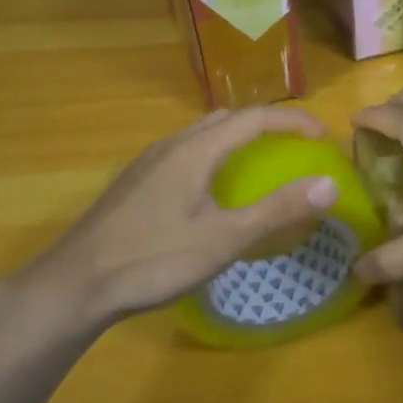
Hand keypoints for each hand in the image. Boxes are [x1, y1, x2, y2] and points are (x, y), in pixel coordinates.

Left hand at [15, 107, 339, 328]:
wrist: (74, 285)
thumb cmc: (152, 260)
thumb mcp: (223, 239)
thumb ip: (276, 210)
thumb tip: (329, 184)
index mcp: (196, 150)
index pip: (254, 117)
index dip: (292, 121)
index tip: (322, 137)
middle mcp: (172, 145)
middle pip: (226, 118)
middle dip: (265, 124)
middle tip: (293, 146)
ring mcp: (148, 162)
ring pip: (201, 134)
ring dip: (236, 138)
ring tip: (258, 164)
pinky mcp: (135, 182)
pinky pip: (185, 152)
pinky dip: (213, 155)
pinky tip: (211, 191)